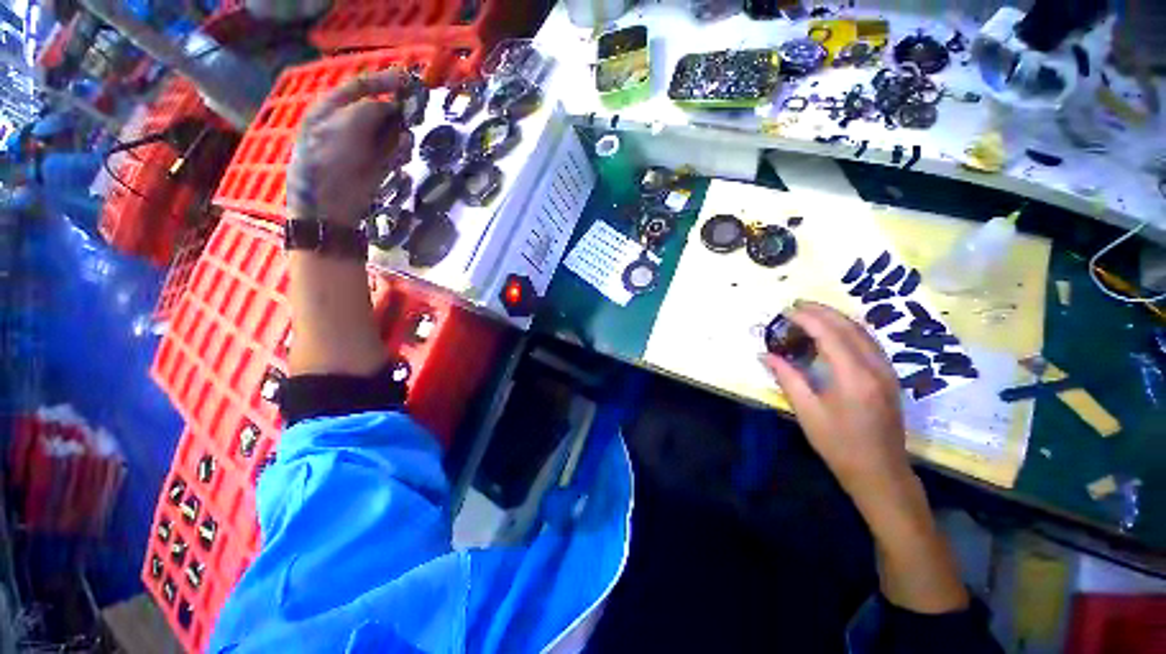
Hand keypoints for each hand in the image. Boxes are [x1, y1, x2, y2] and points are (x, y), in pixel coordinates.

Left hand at [287, 70, 413, 225]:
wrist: (329, 203)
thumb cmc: (330, 158)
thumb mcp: (347, 125)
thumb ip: (371, 111)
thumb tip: (393, 108)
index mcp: (331, 109)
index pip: (358, 87)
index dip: (382, 81)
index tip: (407, 80)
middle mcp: (347, 125)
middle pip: (377, 110)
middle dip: (396, 109)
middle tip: (416, 110)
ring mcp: (362, 147)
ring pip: (388, 131)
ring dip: (401, 130)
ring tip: (411, 130)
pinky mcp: (376, 167)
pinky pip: (393, 152)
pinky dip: (401, 149)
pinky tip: (407, 148)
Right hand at [761, 301, 911, 499]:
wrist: (880, 472)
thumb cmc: (839, 445)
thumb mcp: (807, 412)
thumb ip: (787, 378)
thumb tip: (765, 354)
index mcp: (854, 377)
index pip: (829, 334)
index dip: (807, 318)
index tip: (786, 311)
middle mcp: (875, 367)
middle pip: (849, 327)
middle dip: (822, 311)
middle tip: (796, 305)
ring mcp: (887, 371)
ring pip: (863, 332)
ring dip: (837, 317)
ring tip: (812, 312)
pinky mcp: (889, 377)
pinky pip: (869, 342)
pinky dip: (849, 329)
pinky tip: (835, 331)